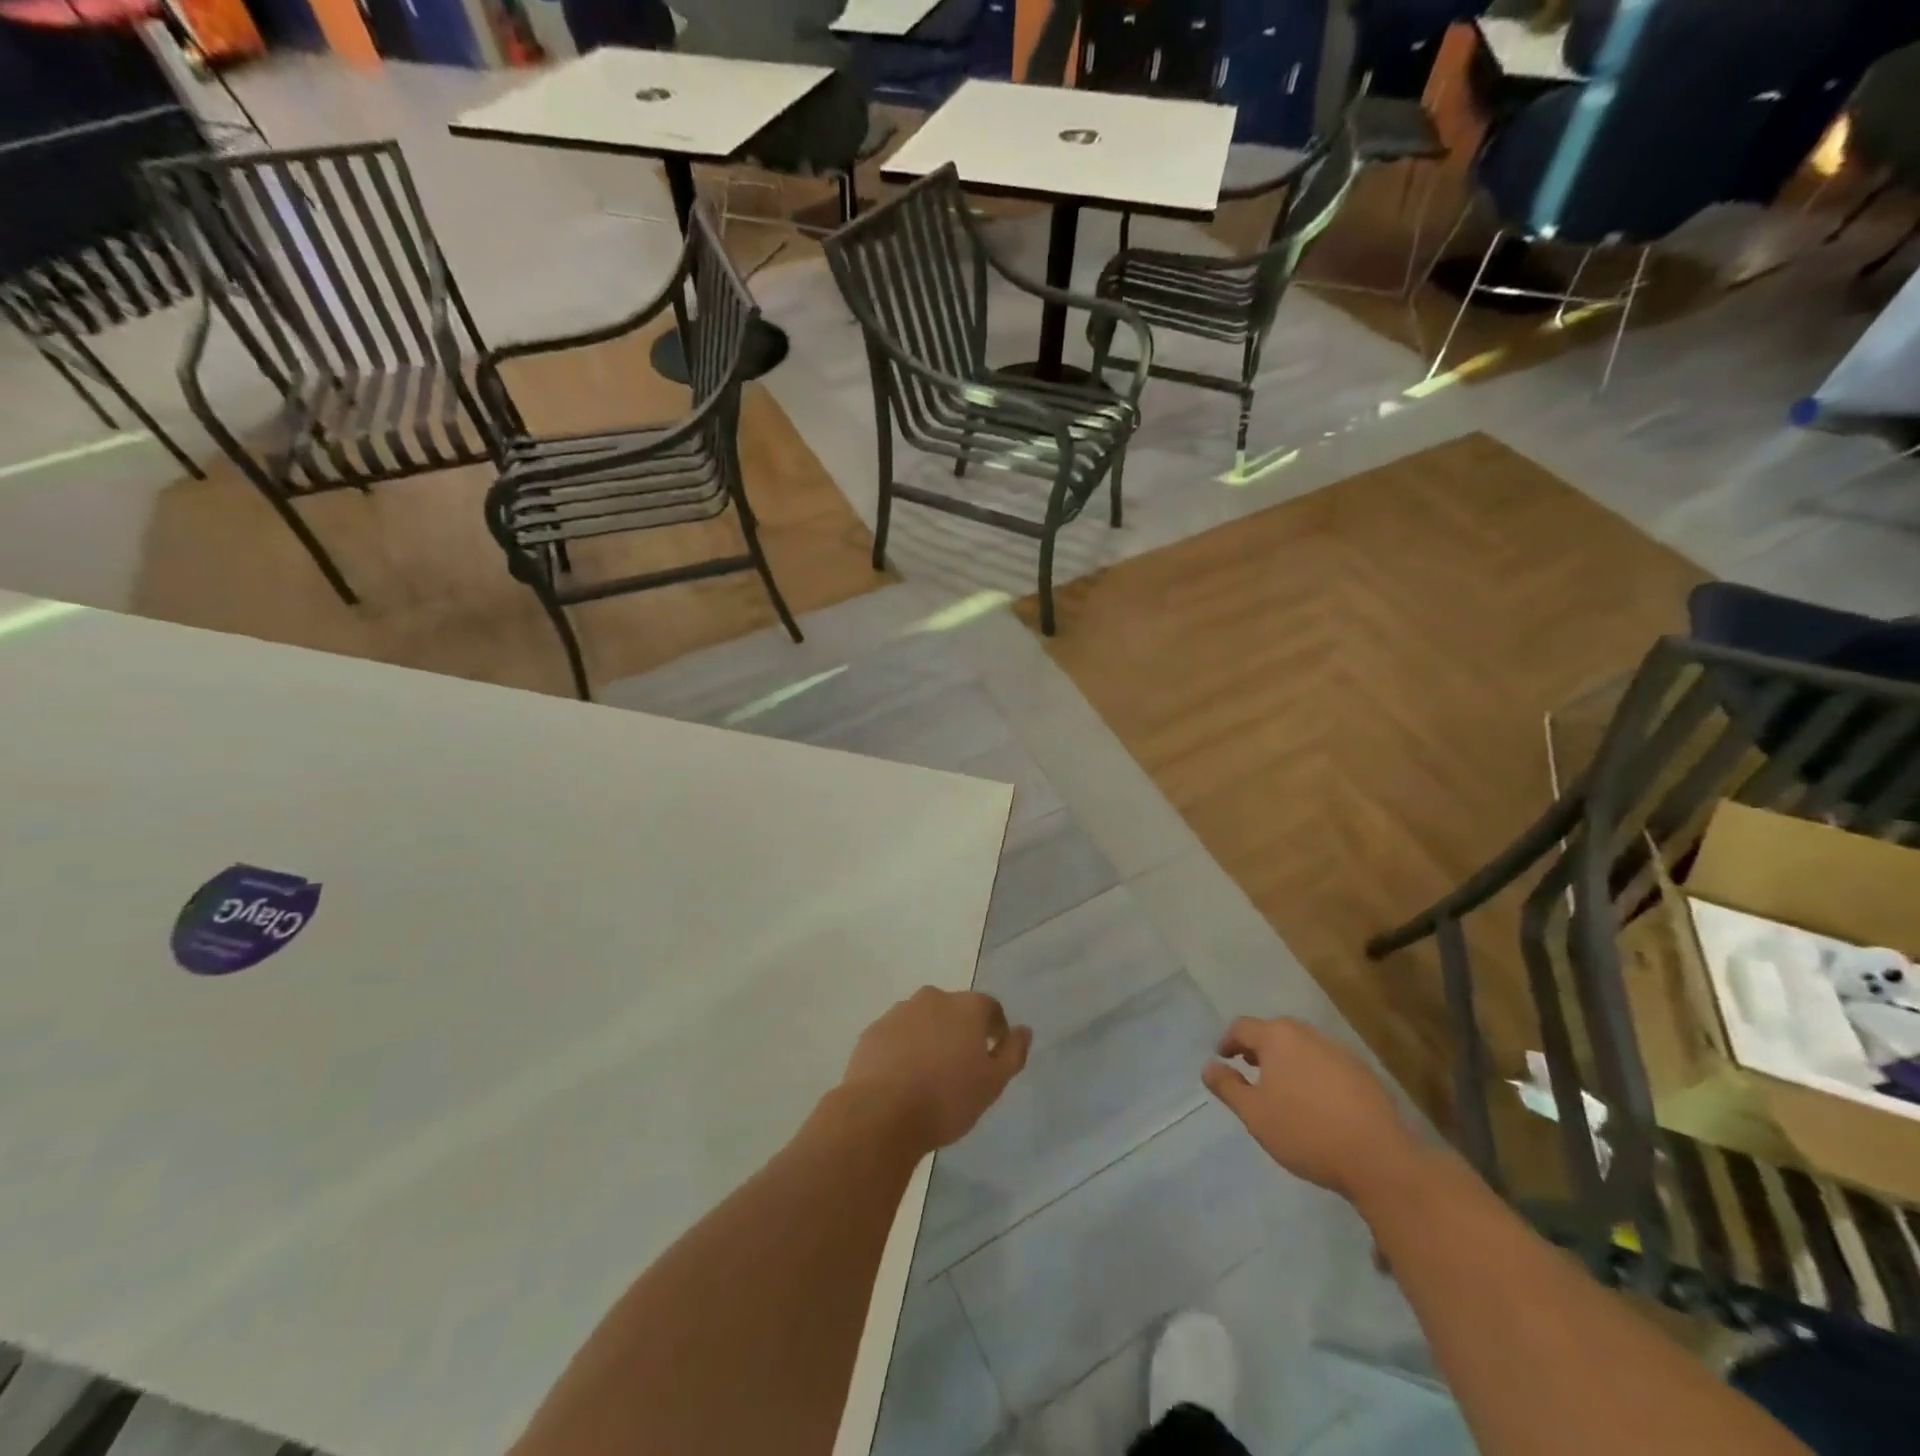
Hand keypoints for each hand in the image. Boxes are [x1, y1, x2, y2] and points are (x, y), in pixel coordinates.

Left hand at [841, 987, 1032, 1151]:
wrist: (880, 1112)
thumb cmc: (946, 1099)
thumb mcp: (992, 1084)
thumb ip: (1012, 1053)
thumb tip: (1024, 1031)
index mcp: (966, 1006)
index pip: (990, 1007)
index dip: (996, 1029)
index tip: (994, 1054)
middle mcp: (933, 998)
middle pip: (954, 1010)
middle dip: (961, 1031)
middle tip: (962, 1066)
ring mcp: (899, 1011)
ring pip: (924, 1020)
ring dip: (931, 1037)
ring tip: (930, 1074)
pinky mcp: (874, 1030)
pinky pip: (898, 1034)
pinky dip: (904, 1048)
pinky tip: (903, 1077)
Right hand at [1204, 1017, 1420, 1202]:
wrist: (1379, 1159)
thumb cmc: (1305, 1131)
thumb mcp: (1254, 1114)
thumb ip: (1228, 1087)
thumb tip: (1208, 1067)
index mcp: (1278, 1037)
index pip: (1242, 1027)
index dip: (1228, 1042)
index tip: (1222, 1058)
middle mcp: (1308, 1035)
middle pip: (1274, 1033)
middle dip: (1258, 1049)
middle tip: (1249, 1069)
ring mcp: (1340, 1053)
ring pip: (1302, 1048)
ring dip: (1287, 1061)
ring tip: (1281, 1089)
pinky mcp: (1364, 1074)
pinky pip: (1326, 1065)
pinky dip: (1312, 1075)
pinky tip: (1315, 1103)